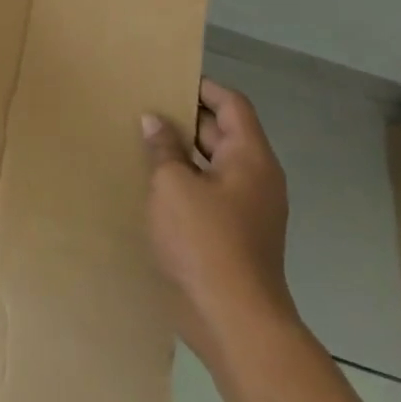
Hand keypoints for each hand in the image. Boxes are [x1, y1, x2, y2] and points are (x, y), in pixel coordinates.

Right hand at [142, 79, 296, 367]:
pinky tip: (153, 185)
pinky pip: (211, 194)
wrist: (235, 322)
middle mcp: (257, 179)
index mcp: (251, 158)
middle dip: (187, 119)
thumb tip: (156, 121)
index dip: (203, 88)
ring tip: (143, 142)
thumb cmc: (205, 241)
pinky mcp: (236, 237)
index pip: (232, 105)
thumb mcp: (173, 185)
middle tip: (146, 107)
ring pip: (215, 166)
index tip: (169, 79)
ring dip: (183, 153)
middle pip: (224, 134)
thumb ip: (164, 148)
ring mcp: (249, 211)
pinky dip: (186, 182)